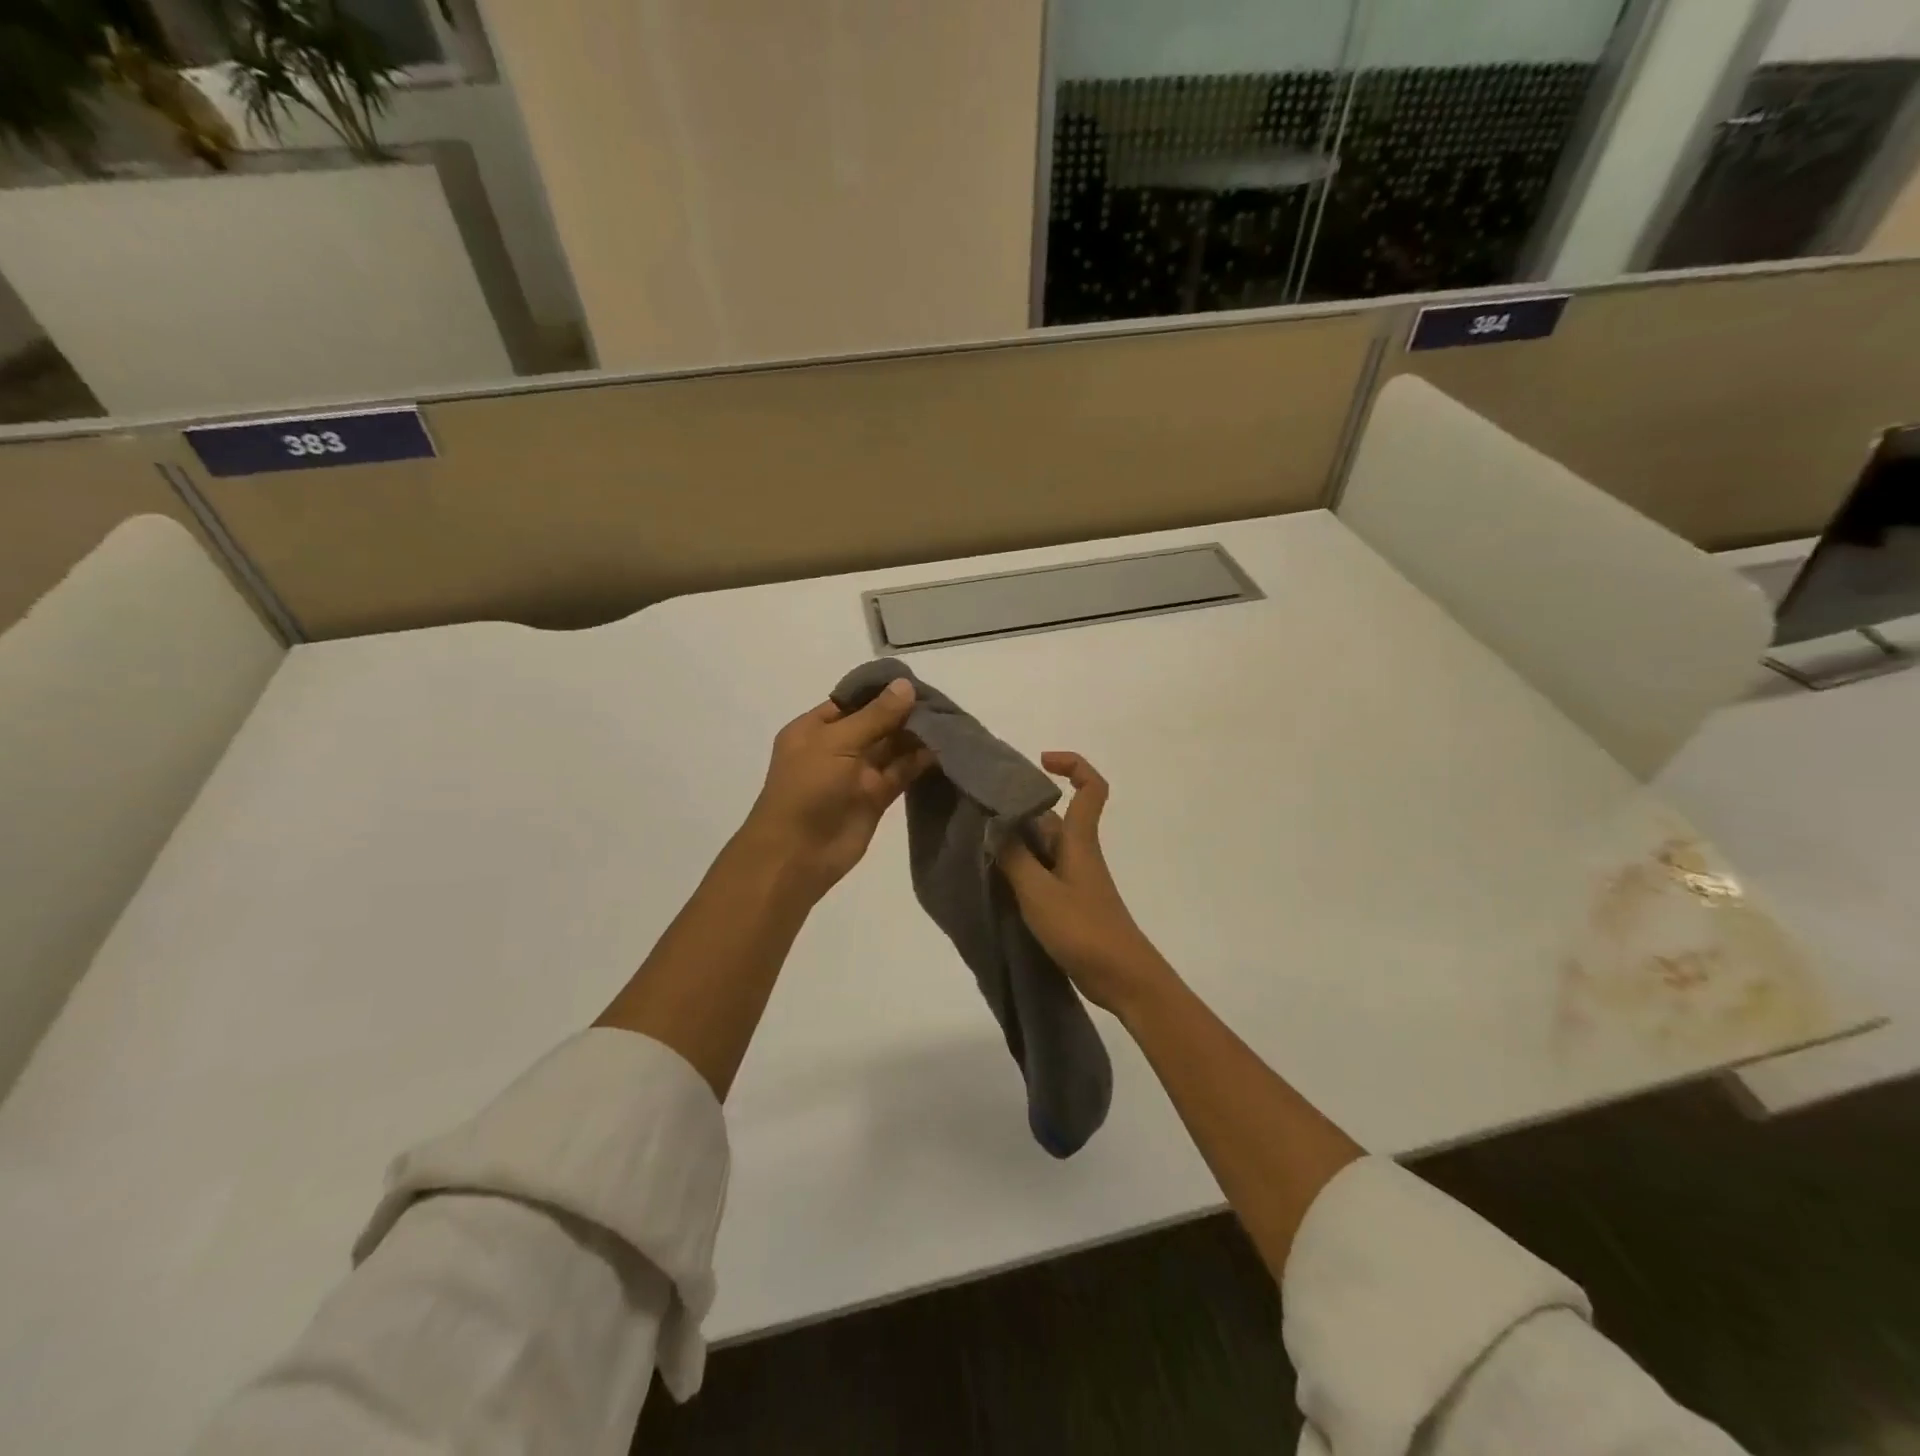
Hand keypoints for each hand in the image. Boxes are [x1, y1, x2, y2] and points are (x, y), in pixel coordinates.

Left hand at [740, 679, 934, 900]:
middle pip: (876, 723)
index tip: (916, 683)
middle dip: (904, 713)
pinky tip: (944, 748)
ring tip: (949, 721)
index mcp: (815, 728)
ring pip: (891, 748)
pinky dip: (920, 762)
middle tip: (942, 701)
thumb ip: (875, 716)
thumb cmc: (807, 789)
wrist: (797, 855)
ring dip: (916, 736)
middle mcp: (837, 747)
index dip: (882, 692)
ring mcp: (857, 773)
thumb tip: (906, 686)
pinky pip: (901, 773)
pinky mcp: (876, 797)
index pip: (853, 701)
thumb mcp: (836, 742)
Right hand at [999, 753, 1172, 1015]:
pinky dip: (1017, 869)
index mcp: (1079, 840)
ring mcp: (1072, 878)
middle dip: (1018, 808)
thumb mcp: (1040, 892)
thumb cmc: (1084, 929)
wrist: (1122, 978)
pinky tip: (992, 880)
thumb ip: (1013, 857)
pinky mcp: (1067, 902)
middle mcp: (1076, 852)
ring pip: (1040, 845)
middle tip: (978, 811)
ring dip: (1013, 842)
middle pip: (1050, 815)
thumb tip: (992, 824)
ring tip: (975, 844)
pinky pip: (1038, 872)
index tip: (1040, 761)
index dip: (1072, 765)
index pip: (1090, 788)